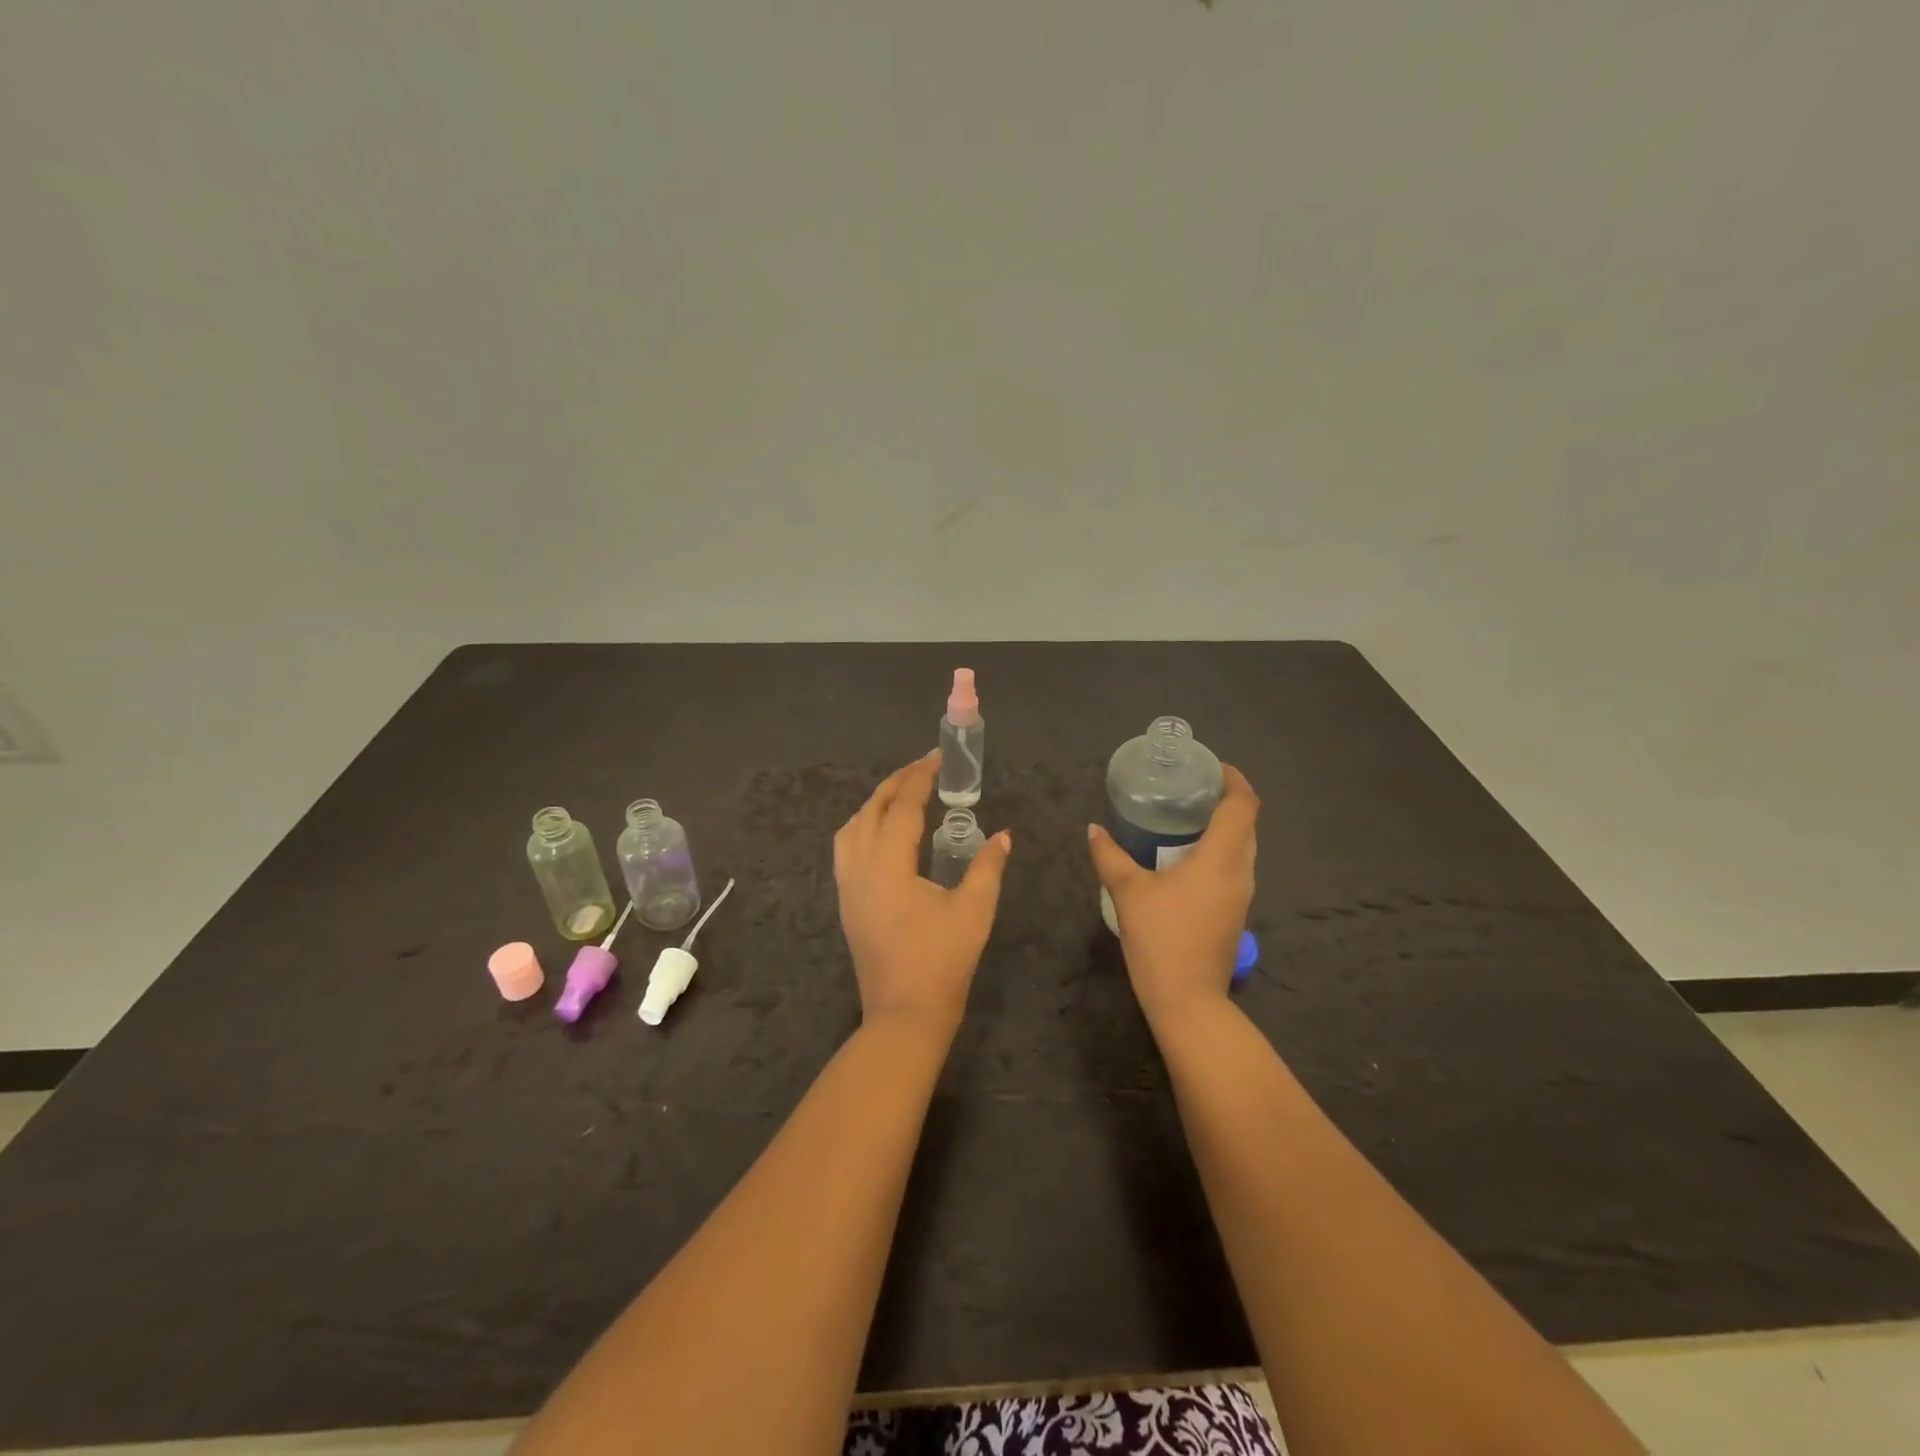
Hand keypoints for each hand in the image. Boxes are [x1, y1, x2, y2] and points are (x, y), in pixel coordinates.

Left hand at [834, 751, 1011, 1032]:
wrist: (905, 1014)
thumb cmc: (942, 962)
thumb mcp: (974, 911)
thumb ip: (987, 867)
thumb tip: (1003, 836)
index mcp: (889, 865)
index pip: (903, 807)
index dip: (921, 778)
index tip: (938, 757)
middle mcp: (860, 868)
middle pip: (871, 810)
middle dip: (896, 784)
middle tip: (924, 768)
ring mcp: (848, 887)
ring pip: (851, 828)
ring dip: (875, 804)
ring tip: (903, 795)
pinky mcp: (847, 903)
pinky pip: (846, 849)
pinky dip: (863, 827)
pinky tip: (883, 833)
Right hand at [1087, 765, 1258, 1026]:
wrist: (1187, 1000)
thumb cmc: (1161, 938)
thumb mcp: (1129, 892)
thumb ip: (1110, 856)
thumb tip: (1093, 829)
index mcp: (1222, 859)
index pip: (1243, 806)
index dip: (1234, 781)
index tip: (1212, 768)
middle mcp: (1241, 872)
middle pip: (1247, 825)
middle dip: (1227, 801)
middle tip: (1192, 789)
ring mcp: (1241, 896)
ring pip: (1242, 848)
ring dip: (1224, 827)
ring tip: (1186, 818)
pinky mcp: (1233, 913)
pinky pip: (1234, 868)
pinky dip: (1218, 851)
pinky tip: (1186, 858)